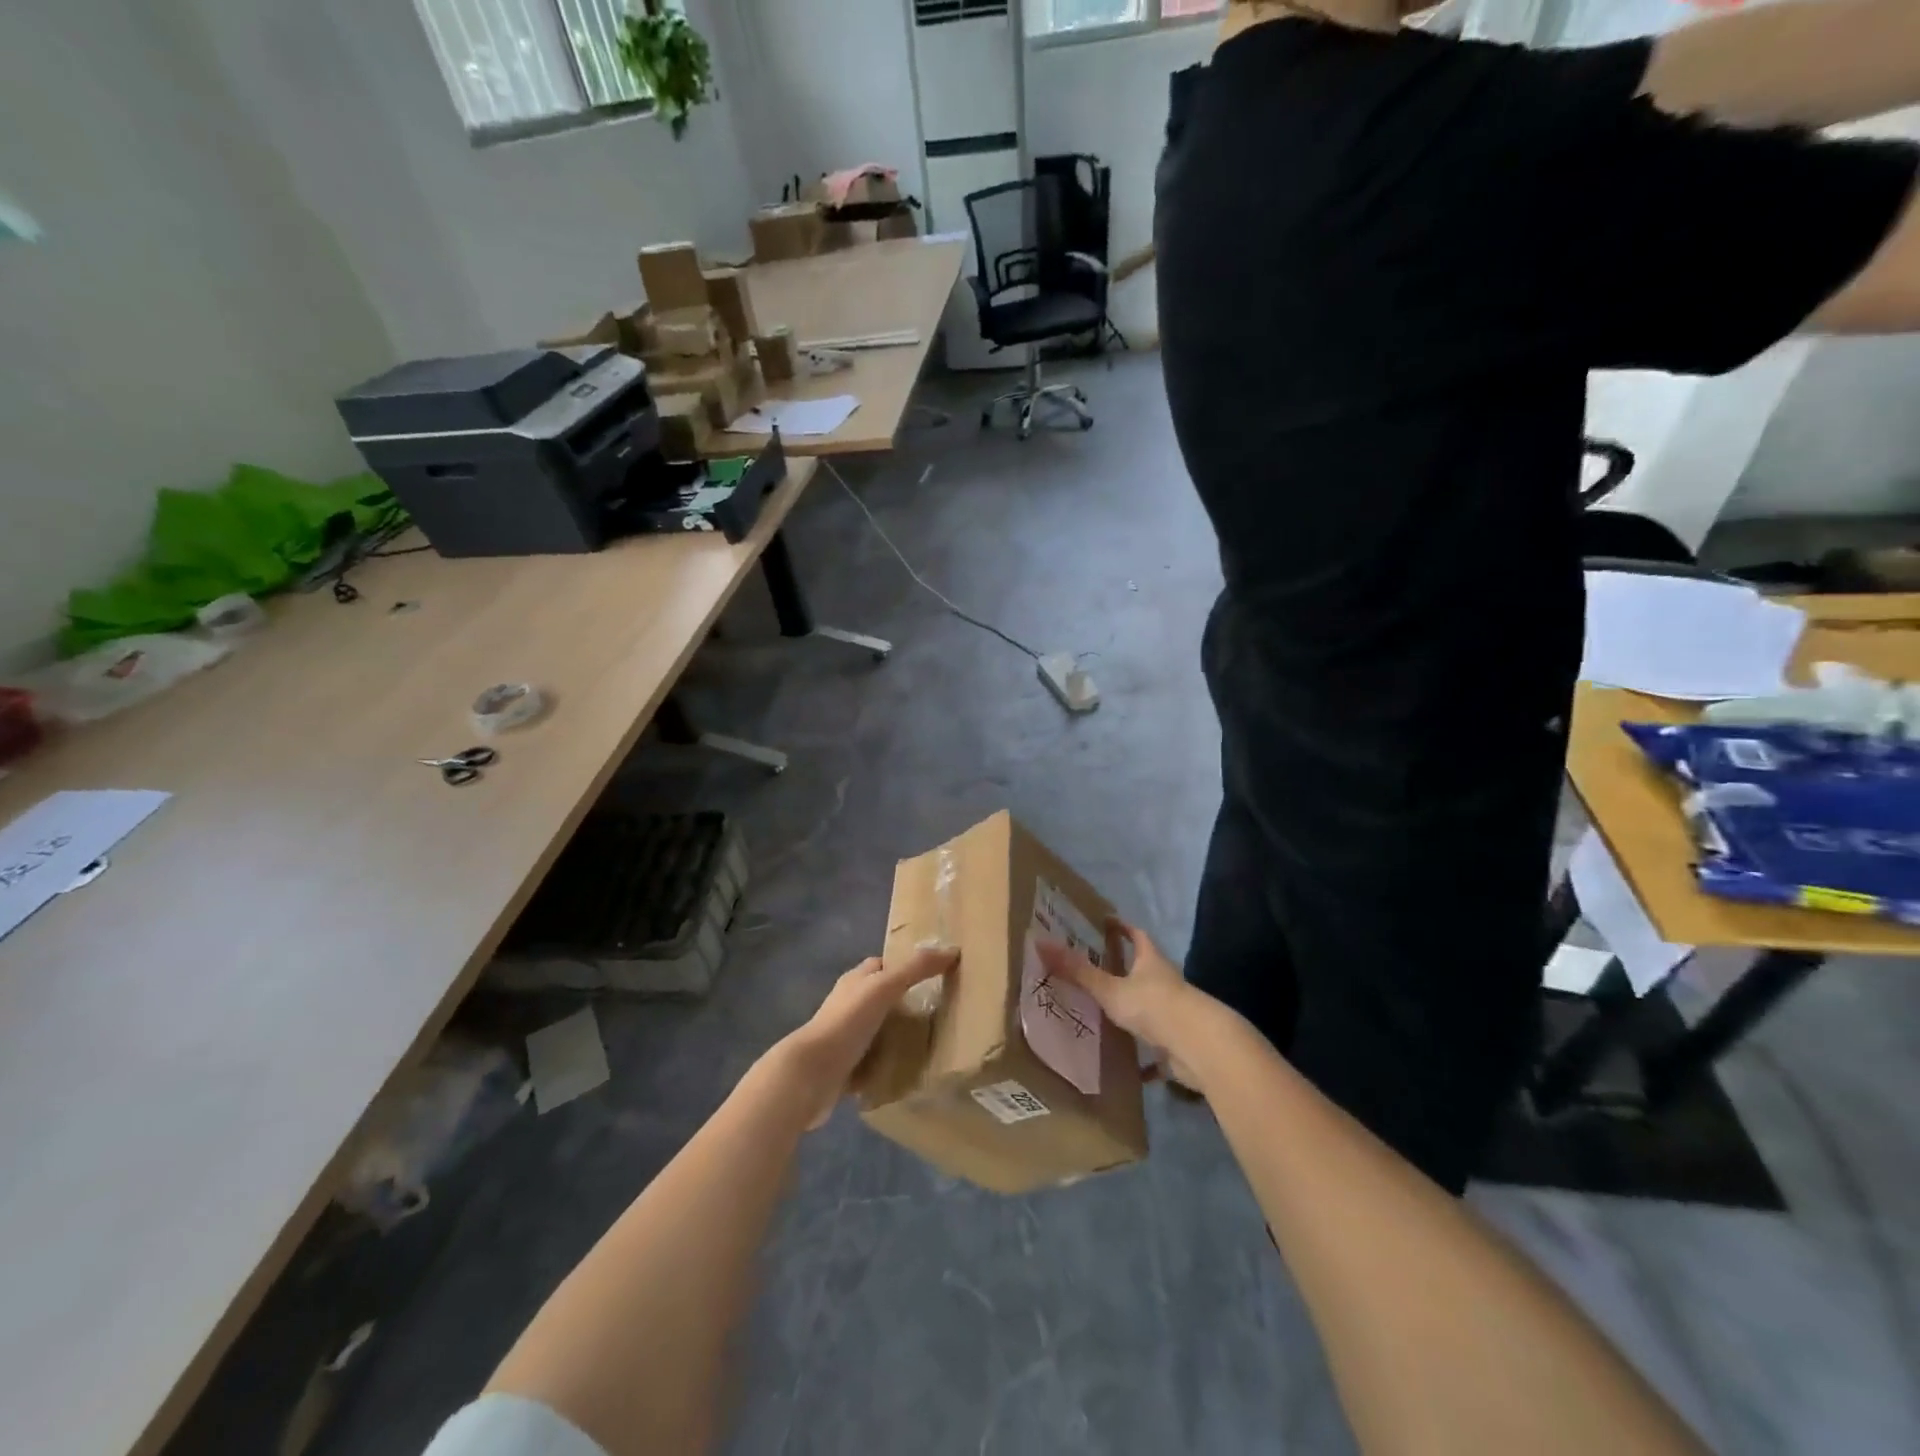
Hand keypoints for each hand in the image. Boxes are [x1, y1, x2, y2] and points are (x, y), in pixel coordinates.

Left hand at [773, 947, 958, 1126]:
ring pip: (877, 1029)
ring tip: (930, 1041)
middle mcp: (847, 1004)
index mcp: (855, 981)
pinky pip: (872, 1061)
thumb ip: (915, 968)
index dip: (904, 965)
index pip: (881, 965)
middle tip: (939, 1010)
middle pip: (880, 997)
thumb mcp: (884, 987)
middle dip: (905, 1001)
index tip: (934, 973)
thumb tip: (952, 949)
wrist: (811, 1074)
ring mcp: (844, 1037)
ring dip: (897, 1033)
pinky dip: (888, 1062)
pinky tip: (909, 1070)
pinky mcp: (845, 1067)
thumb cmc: (847, 1022)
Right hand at [1037, 922, 1210, 1092]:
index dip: (1123, 927)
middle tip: (1096, 967)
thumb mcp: (1111, 989)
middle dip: (1124, 967)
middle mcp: (1166, 982)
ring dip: (1132, 1006)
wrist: (1199, 1047)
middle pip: (1145, 969)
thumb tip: (1041, 943)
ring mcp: (1174, 1012)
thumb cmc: (1154, 1006)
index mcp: (1152, 961)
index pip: (1138, 935)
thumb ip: (1079, 972)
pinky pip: (1156, 1042)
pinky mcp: (1177, 1041)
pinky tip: (1129, 1064)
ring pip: (1149, 1005)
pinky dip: (1144, 1052)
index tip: (1107, 922)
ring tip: (1105, 1011)